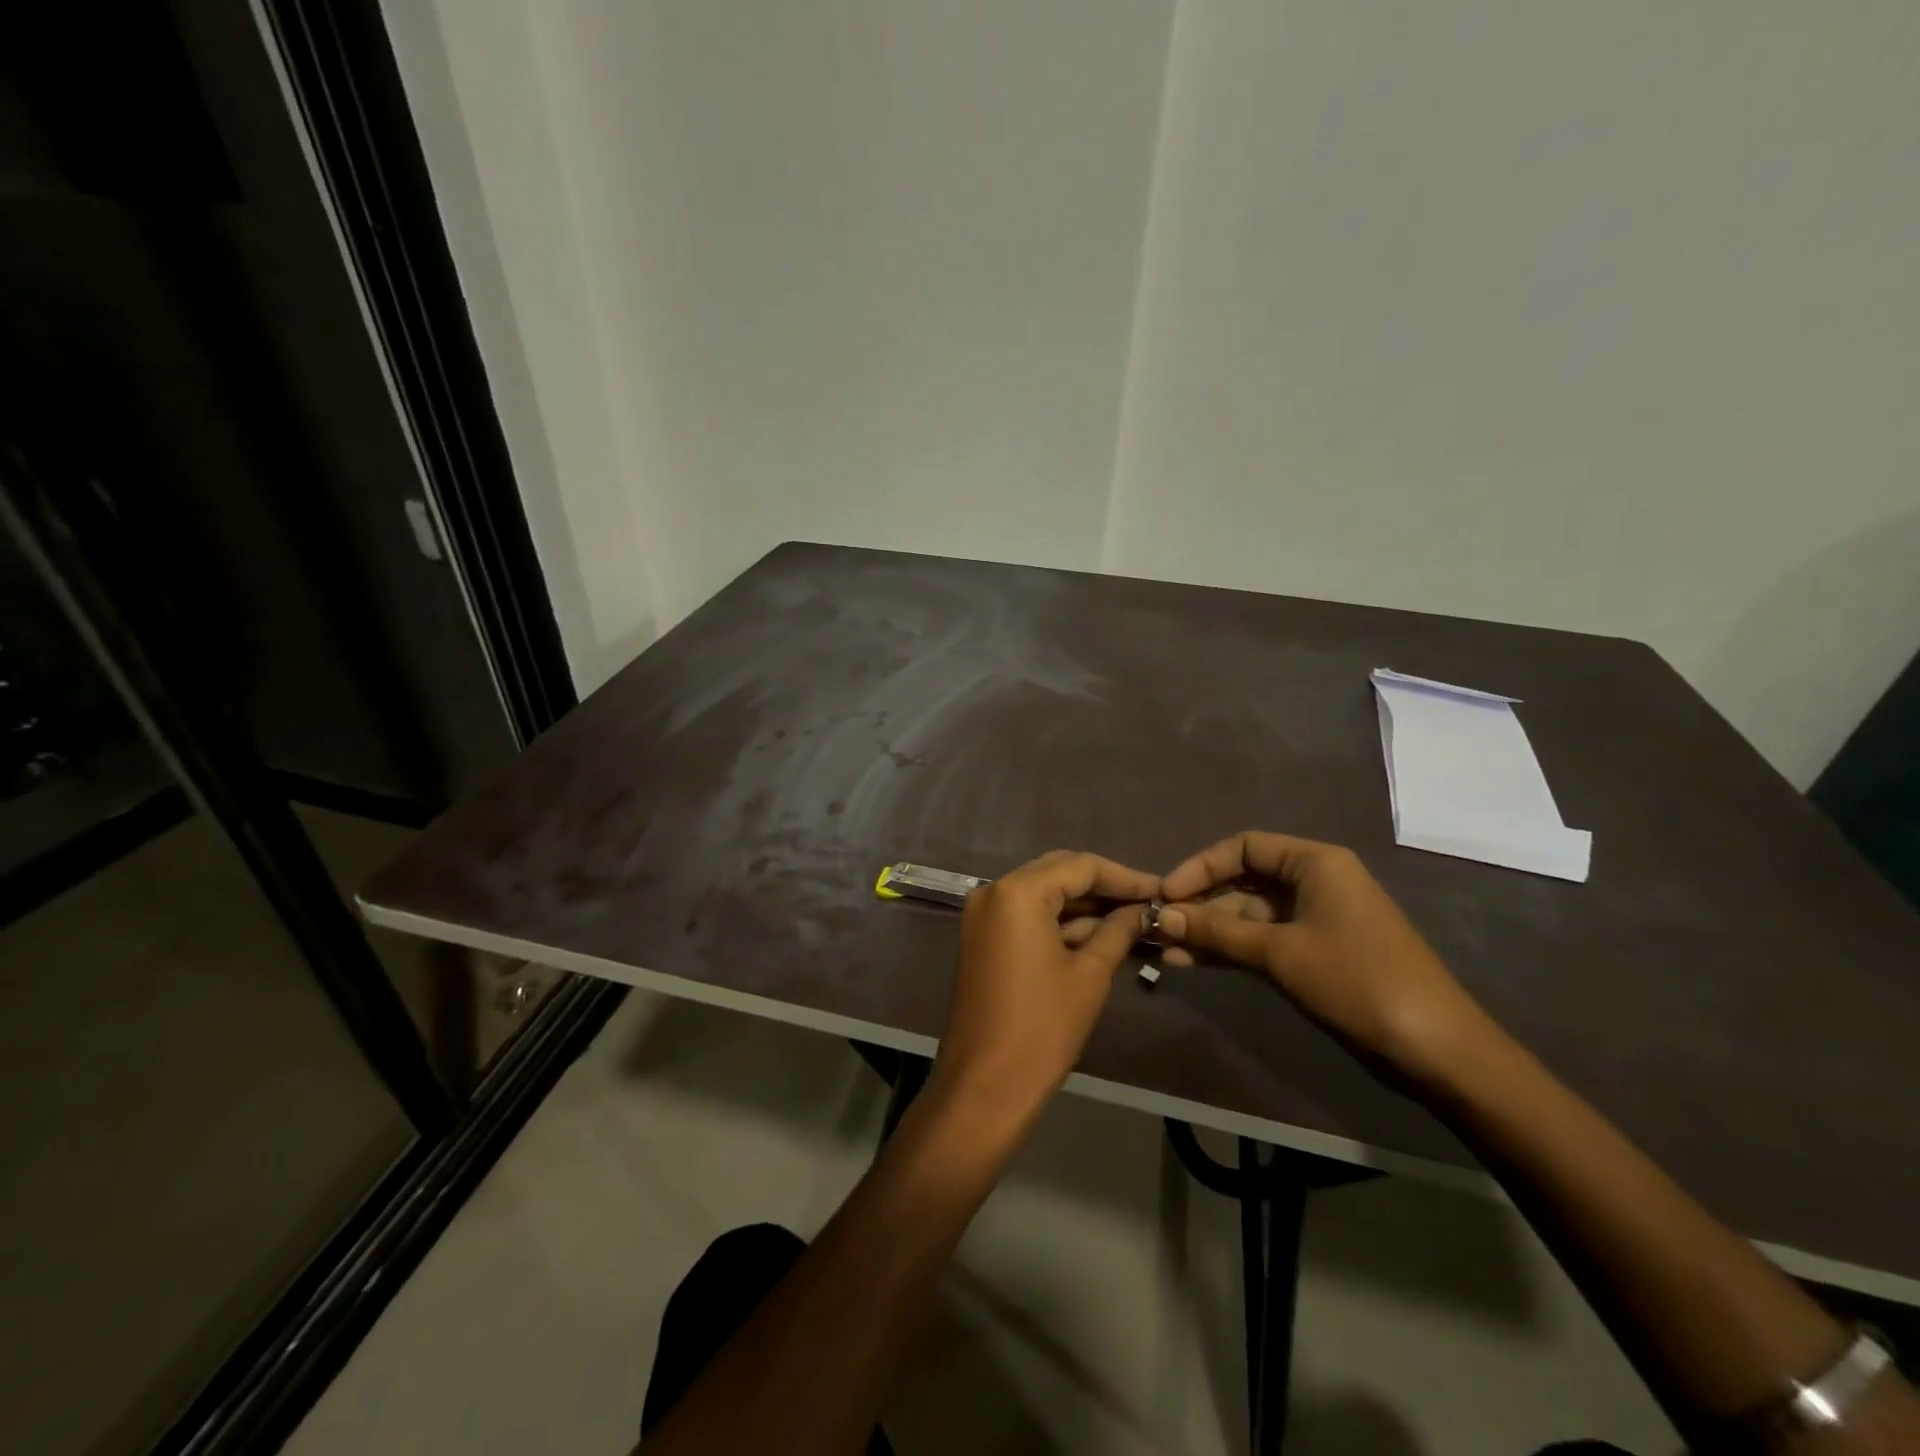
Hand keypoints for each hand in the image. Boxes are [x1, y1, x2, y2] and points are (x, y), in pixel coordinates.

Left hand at [928, 851, 1157, 1132]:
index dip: (1124, 877)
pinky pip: (1028, 916)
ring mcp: (984, 915)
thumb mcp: (1090, 974)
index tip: (1161, 890)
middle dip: (1104, 887)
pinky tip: (1100, 934)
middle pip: (1059, 873)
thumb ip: (1118, 931)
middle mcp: (994, 891)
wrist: (985, 1086)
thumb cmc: (1042, 1028)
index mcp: (1018, 892)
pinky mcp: (983, 938)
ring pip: (1043, 895)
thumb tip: (1143, 910)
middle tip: (1147, 903)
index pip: (1080, 866)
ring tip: (1133, 920)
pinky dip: (1061, 923)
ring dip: (1084, 906)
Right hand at [1158, 831, 1486, 1082]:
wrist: (1434, 1049)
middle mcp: (1314, 882)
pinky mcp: (1315, 954)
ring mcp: (1315, 920)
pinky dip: (1230, 951)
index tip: (1166, 894)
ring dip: (1209, 932)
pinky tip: (1193, 964)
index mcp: (1315, 862)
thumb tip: (1162, 917)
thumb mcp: (1279, 953)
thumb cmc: (1357, 981)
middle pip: (1243, 881)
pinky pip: (1262, 942)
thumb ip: (1217, 932)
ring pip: (1249, 916)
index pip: (1243, 847)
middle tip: (1158, 927)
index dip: (1200, 867)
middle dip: (1200, 905)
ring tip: (1165, 952)